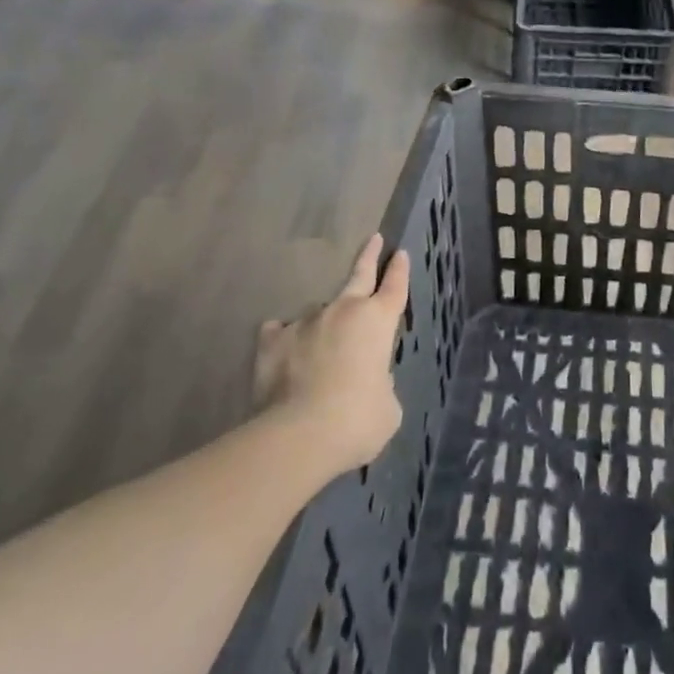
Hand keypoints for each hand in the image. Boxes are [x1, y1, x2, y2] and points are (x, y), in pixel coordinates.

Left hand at [254, 235, 409, 477]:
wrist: (299, 435)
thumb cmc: (357, 420)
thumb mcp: (387, 407)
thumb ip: (381, 384)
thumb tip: (368, 381)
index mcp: (378, 322)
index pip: (395, 287)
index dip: (400, 270)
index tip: (401, 253)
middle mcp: (344, 311)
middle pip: (360, 275)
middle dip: (369, 256)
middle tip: (375, 238)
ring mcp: (306, 322)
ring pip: (318, 311)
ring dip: (323, 322)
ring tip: (320, 345)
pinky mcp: (272, 341)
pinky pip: (279, 331)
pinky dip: (284, 338)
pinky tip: (283, 348)